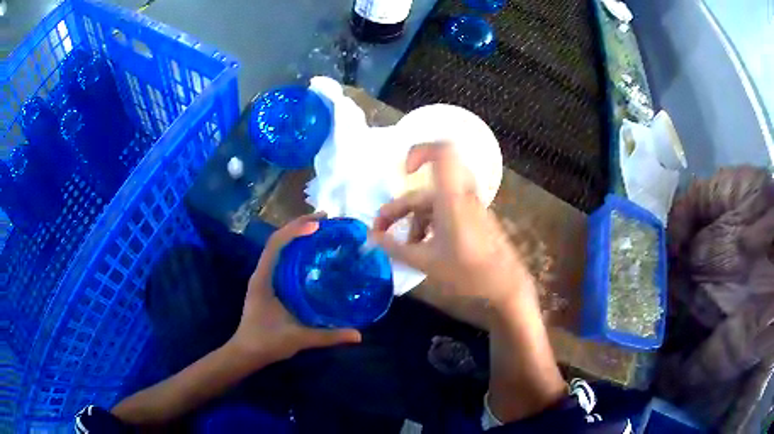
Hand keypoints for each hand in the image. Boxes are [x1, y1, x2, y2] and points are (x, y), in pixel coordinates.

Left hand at [229, 213, 361, 365]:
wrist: (246, 353)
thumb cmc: (267, 342)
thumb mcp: (299, 338)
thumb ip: (329, 336)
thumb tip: (359, 335)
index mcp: (264, 279)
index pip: (277, 244)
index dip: (296, 230)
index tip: (319, 223)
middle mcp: (262, 273)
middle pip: (277, 240)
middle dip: (299, 225)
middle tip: (325, 220)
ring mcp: (263, 277)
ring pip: (278, 247)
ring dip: (296, 234)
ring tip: (320, 229)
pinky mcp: (267, 284)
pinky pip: (280, 258)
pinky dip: (294, 249)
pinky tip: (310, 253)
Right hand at [370, 143, 536, 311]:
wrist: (505, 286)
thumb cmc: (467, 273)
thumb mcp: (425, 262)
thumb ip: (394, 248)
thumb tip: (371, 238)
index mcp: (451, 198)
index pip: (443, 152)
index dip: (420, 152)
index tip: (404, 172)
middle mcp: (461, 196)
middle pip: (424, 191)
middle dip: (400, 209)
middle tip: (381, 231)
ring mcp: (469, 208)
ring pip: (433, 204)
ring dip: (414, 221)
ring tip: (404, 248)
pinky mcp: (474, 219)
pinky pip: (445, 213)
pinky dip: (429, 225)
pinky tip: (422, 248)